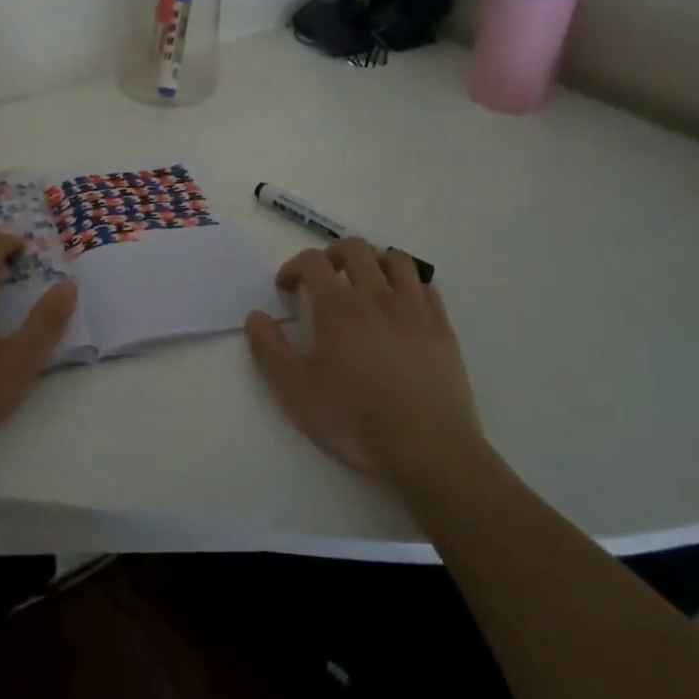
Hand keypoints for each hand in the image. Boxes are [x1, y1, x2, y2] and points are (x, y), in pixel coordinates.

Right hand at [245, 238, 483, 481]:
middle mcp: (376, 296)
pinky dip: (408, 285)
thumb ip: (270, 350)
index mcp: (338, 307)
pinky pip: (426, 287)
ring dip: (374, 261)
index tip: (286, 288)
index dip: (294, 266)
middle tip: (323, 278)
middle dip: (332, 254)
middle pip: (355, 249)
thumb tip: (255, 316)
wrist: (428, 450)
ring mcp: (414, 310)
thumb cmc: (355, 420)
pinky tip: (400, 306)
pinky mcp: (442, 328)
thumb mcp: (296, 392)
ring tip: (364, 283)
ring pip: (396, 260)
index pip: (313, 261)